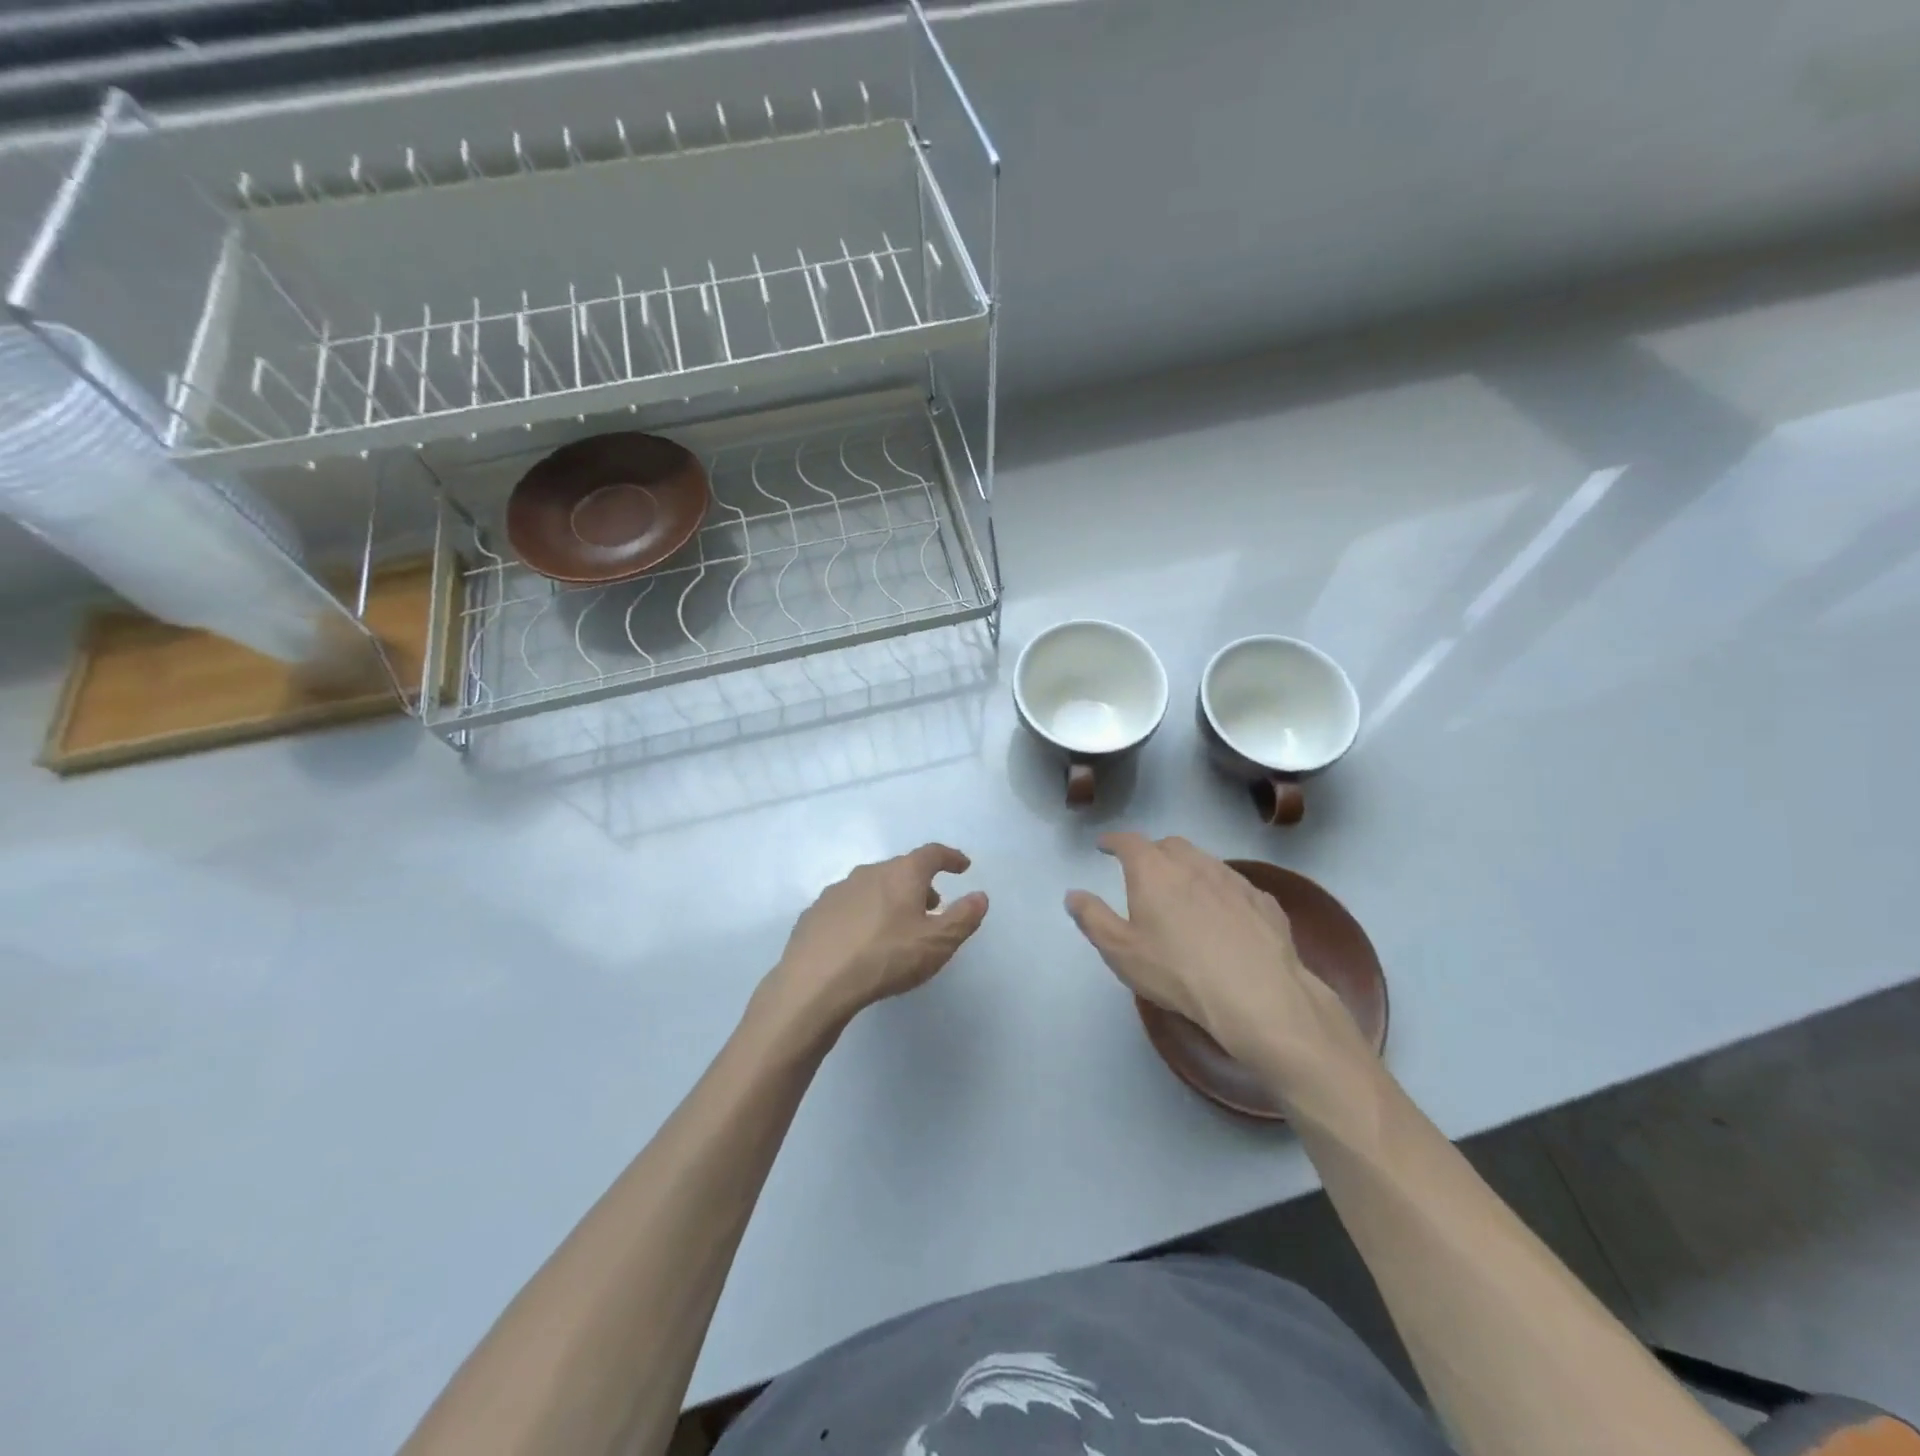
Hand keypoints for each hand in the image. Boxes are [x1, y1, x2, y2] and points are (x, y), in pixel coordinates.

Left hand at [765, 843, 988, 1033]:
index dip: (950, 857)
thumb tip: (980, 896)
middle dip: (920, 883)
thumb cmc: (886, 957)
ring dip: (891, 899)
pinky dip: (863, 915)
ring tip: (898, 926)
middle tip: (933, 906)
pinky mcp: (815, 913)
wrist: (816, 982)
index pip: (932, 853)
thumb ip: (962, 918)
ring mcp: (838, 891)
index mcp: (902, 873)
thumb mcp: (937, 943)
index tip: (962, 866)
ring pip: (873, 886)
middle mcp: (869, 872)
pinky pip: (849, 906)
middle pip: (901, 869)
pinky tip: (862, 941)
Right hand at [1065, 833, 1377, 1107]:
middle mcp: (1193, 863)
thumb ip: (1093, 918)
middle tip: (1143, 871)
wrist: (1258, 994)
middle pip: (1168, 845)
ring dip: (1188, 868)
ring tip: (1182, 892)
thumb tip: (1073, 894)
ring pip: (1204, 861)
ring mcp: (1233, 879)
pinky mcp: (1263, 900)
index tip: (1104, 845)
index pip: (1128, 842)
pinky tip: (1223, 916)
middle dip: (1152, 852)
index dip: (1113, 841)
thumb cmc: (1177, 970)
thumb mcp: (1121, 951)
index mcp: (1154, 870)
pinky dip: (1219, 891)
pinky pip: (1233, 885)